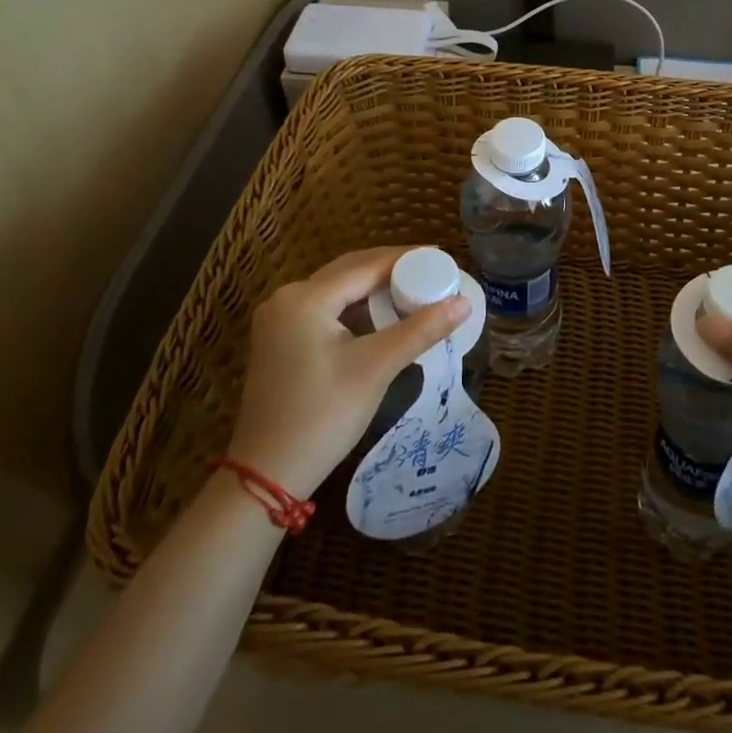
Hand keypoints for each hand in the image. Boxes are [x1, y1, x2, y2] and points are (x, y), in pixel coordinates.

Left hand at [225, 247, 470, 498]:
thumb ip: (420, 330)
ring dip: (374, 288)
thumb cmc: (323, 415)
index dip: (407, 258)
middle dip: (391, 269)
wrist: (267, 476)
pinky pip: (326, 310)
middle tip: (433, 269)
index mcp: (305, 298)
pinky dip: (355, 308)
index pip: (366, 265)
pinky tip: (381, 315)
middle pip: (349, 271)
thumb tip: (464, 303)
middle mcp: (287, 299)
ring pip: (338, 291)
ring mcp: (279, 321)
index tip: (442, 256)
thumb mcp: (376, 367)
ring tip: (414, 288)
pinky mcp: (280, 341)